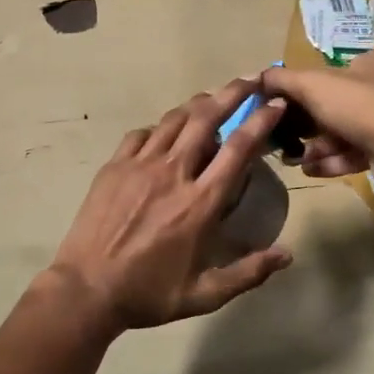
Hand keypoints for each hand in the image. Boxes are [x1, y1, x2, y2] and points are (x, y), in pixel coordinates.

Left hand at [47, 79, 292, 334]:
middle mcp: (173, 173)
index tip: (274, 103)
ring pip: (174, 120)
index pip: (238, 148)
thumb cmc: (149, 293)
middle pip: (206, 118)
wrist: (86, 290)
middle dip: (232, 93)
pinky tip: (164, 134)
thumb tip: (288, 254)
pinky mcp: (113, 166)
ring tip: (212, 98)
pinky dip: (159, 128)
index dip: (260, 120)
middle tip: (250, 79)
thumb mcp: (205, 294)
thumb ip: (249, 272)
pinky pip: (141, 135)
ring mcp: (139, 165)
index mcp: (200, 202)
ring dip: (197, 104)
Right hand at [262, 52, 373, 178]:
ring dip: (316, 146)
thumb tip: (257, 78)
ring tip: (293, 159)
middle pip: (335, 106)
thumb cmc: (358, 105)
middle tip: (283, 139)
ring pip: (345, 133)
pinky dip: (332, 160)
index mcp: (371, 64)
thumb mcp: (312, 84)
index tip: (282, 108)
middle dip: (306, 126)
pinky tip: (310, 170)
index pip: (332, 72)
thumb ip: (281, 79)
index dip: (304, 90)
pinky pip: (356, 153)